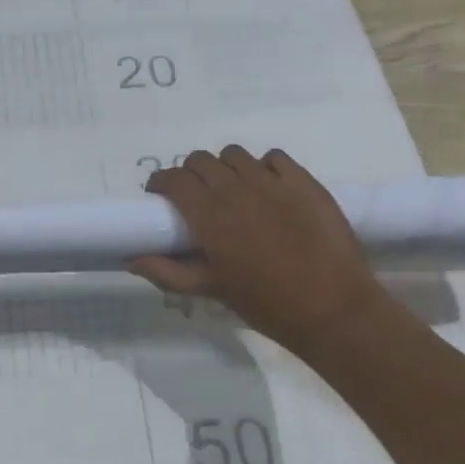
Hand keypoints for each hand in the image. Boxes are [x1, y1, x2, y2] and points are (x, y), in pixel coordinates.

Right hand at [130, 147, 386, 352]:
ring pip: (235, 155)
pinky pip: (274, 157)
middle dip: (190, 174)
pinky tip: (267, 187)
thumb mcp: (211, 290)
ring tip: (232, 189)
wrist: (333, 309)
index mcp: (209, 215)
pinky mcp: (304, 182)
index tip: (160, 196)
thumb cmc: (266, 303)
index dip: (161, 182)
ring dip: (225, 167)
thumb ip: (167, 272)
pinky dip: (264, 166)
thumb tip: (131, 258)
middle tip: (196, 197)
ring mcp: (273, 182)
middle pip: (200, 160)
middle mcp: (236, 189)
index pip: (173, 179)